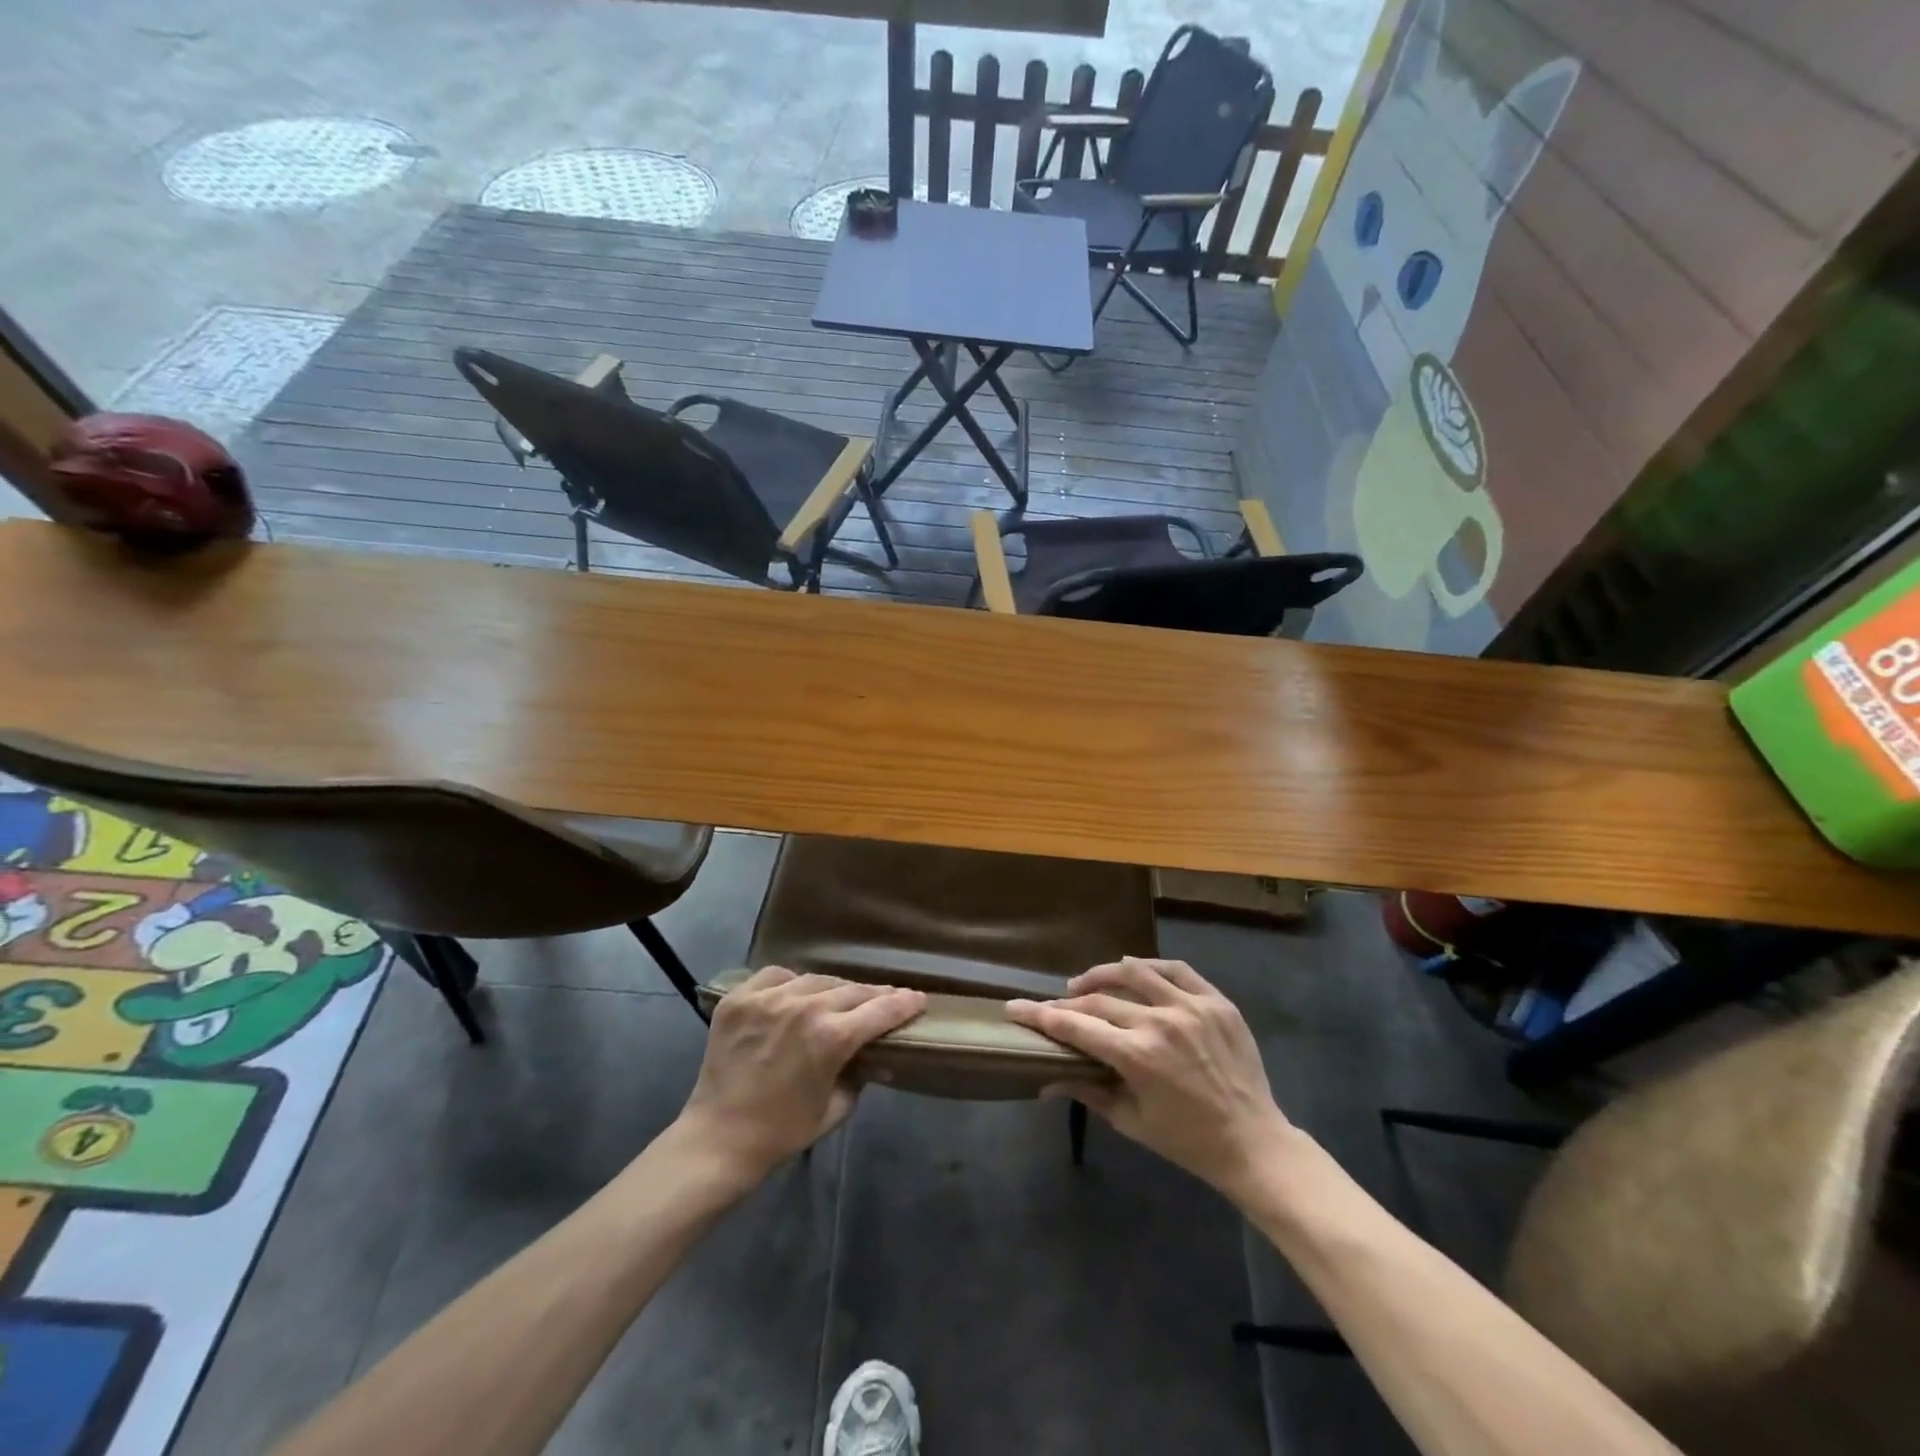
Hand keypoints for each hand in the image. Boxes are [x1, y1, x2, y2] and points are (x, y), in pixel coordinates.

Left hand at [676, 966, 925, 1182]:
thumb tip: (870, 1054)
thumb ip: (858, 1074)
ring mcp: (769, 999)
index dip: (904, 1003)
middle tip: (887, 997)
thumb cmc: (782, 1131)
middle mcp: (804, 1007)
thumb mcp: (835, 1108)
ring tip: (841, 996)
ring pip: (816, 979)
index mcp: (832, 1037)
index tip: (918, 998)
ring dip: (835, 989)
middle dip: (875, 995)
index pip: (881, 1010)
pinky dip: (792, 982)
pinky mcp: (740, 998)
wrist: (719, 1139)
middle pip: (852, 990)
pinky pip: (777, 976)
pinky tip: (796, 993)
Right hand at [1005, 957, 1291, 1196]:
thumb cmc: (1187, 1140)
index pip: (1076, 1026)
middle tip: (1053, 1006)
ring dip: (1103, 975)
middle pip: (1100, 1000)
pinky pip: (1176, 969)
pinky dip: (1149, 966)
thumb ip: (1088, 1092)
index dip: (1041, 1015)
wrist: (1254, 1142)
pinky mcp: (1217, 1001)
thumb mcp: (1131, 1121)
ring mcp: (1192, 1007)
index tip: (1016, 1007)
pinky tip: (1134, 969)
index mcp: (1137, 1056)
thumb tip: (1045, 1081)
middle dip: (1068, 1002)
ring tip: (1087, 984)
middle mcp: (1161, 1022)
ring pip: (1134, 971)